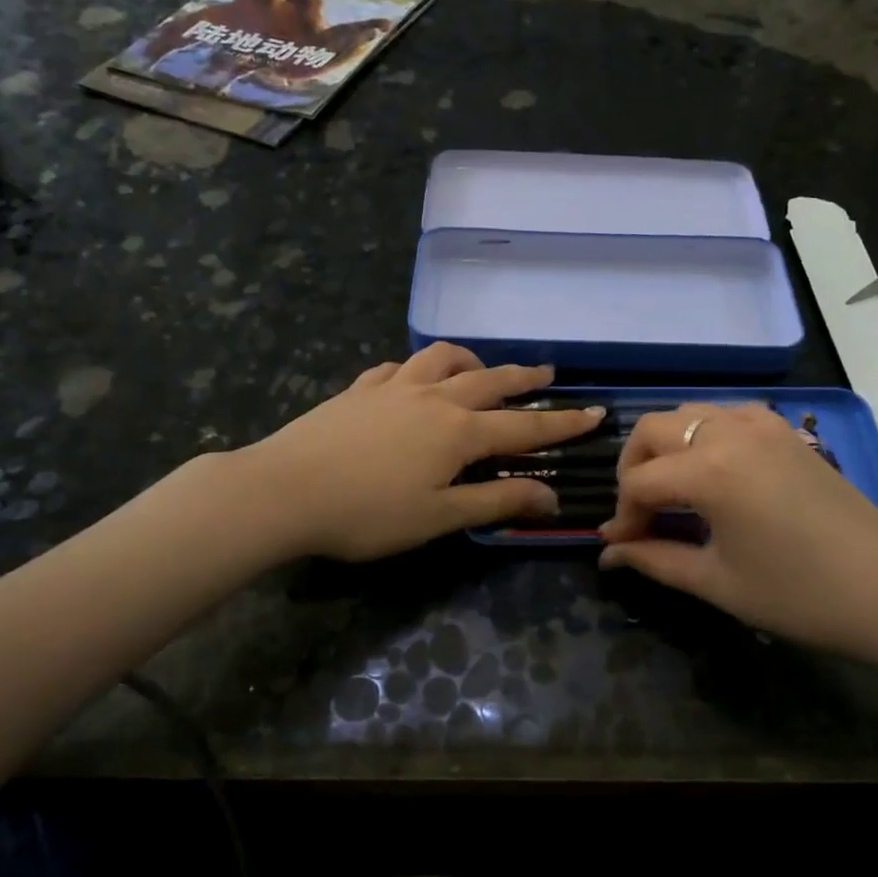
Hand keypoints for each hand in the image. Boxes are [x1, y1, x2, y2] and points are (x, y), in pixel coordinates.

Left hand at [240, 343, 603, 560]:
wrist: (283, 491)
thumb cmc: (366, 514)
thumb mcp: (438, 517)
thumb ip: (496, 504)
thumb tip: (551, 497)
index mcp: (458, 432)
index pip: (524, 425)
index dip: (563, 423)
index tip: (595, 413)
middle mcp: (433, 397)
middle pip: (489, 380)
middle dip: (523, 377)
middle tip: (547, 371)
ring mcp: (393, 387)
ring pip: (442, 359)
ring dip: (470, 361)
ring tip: (480, 368)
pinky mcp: (359, 389)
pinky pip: (398, 367)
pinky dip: (417, 368)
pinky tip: (412, 379)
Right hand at [598, 404, 877, 654]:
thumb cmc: (798, 595)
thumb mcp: (716, 582)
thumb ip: (654, 559)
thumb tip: (608, 552)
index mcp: (709, 470)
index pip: (639, 482)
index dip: (624, 515)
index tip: (624, 546)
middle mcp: (729, 432)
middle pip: (653, 429)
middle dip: (633, 468)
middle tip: (640, 512)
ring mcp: (762, 424)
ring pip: (689, 413)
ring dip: (668, 445)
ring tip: (672, 489)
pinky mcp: (786, 431)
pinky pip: (728, 414)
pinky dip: (706, 433)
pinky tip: (715, 469)